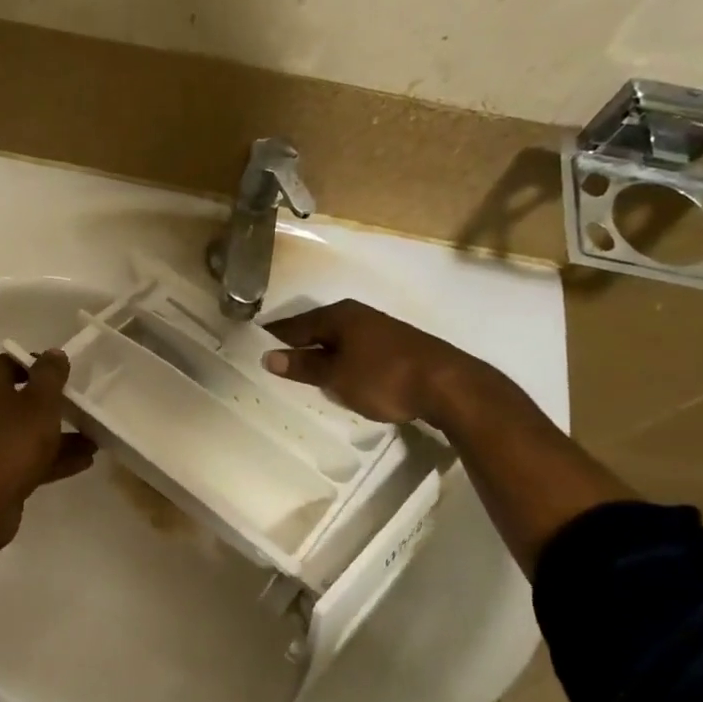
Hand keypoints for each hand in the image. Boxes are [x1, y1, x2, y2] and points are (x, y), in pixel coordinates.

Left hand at [0, 351, 97, 542]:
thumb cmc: (12, 443)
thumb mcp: (39, 403)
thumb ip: (49, 376)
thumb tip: (53, 353)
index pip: (10, 362)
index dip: (36, 362)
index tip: (64, 370)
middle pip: (21, 398)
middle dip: (53, 401)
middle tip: (82, 402)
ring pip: (29, 431)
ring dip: (60, 433)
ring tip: (94, 436)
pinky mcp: (0, 473)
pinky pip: (31, 458)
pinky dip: (55, 458)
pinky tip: (86, 460)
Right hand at [260, 299, 496, 431]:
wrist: (450, 386)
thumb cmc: (384, 377)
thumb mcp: (336, 376)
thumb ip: (303, 365)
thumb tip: (268, 356)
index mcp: (339, 315)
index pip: (294, 325)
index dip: (273, 338)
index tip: (252, 349)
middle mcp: (358, 315)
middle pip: (317, 330)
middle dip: (297, 346)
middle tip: (273, 365)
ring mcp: (380, 331)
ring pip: (338, 341)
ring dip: (321, 355)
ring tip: (303, 375)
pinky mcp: (396, 348)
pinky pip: (356, 351)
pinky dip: (342, 362)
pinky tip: (340, 378)